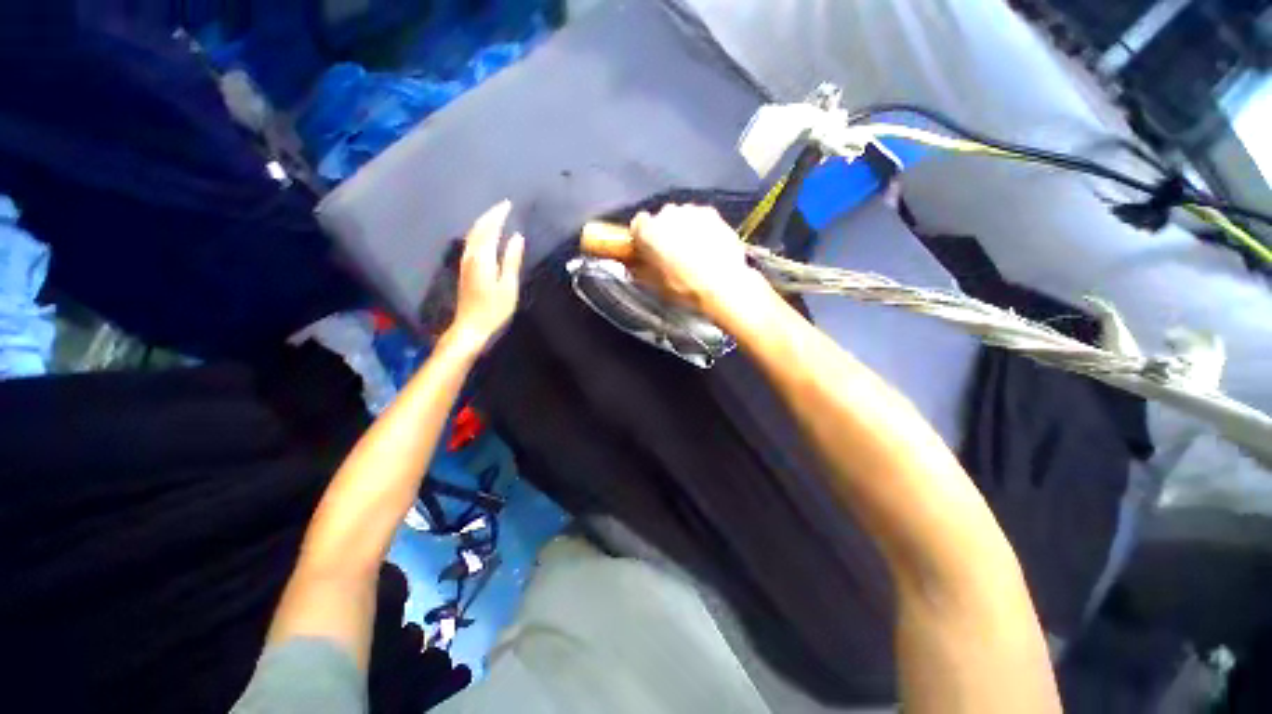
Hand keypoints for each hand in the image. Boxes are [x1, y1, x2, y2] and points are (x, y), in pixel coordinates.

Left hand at [450, 200, 523, 347]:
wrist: (471, 326)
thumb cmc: (493, 309)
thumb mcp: (508, 285)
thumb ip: (511, 260)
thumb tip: (517, 237)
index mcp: (483, 257)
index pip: (490, 228)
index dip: (498, 215)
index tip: (508, 204)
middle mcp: (471, 255)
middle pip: (478, 228)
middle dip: (490, 215)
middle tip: (503, 206)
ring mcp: (466, 262)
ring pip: (473, 234)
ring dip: (484, 222)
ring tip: (497, 216)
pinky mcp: (465, 269)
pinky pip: (473, 242)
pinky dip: (481, 233)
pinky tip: (487, 236)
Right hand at [593, 204, 760, 314]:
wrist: (721, 286)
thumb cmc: (683, 287)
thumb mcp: (653, 284)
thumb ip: (640, 269)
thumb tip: (635, 265)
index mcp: (647, 231)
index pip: (637, 225)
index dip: (642, 238)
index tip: (647, 250)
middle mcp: (667, 214)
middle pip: (661, 220)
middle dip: (664, 234)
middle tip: (671, 255)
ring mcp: (691, 211)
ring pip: (682, 218)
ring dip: (683, 230)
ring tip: (693, 254)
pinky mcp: (712, 214)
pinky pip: (700, 219)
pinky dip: (702, 230)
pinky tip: (708, 249)